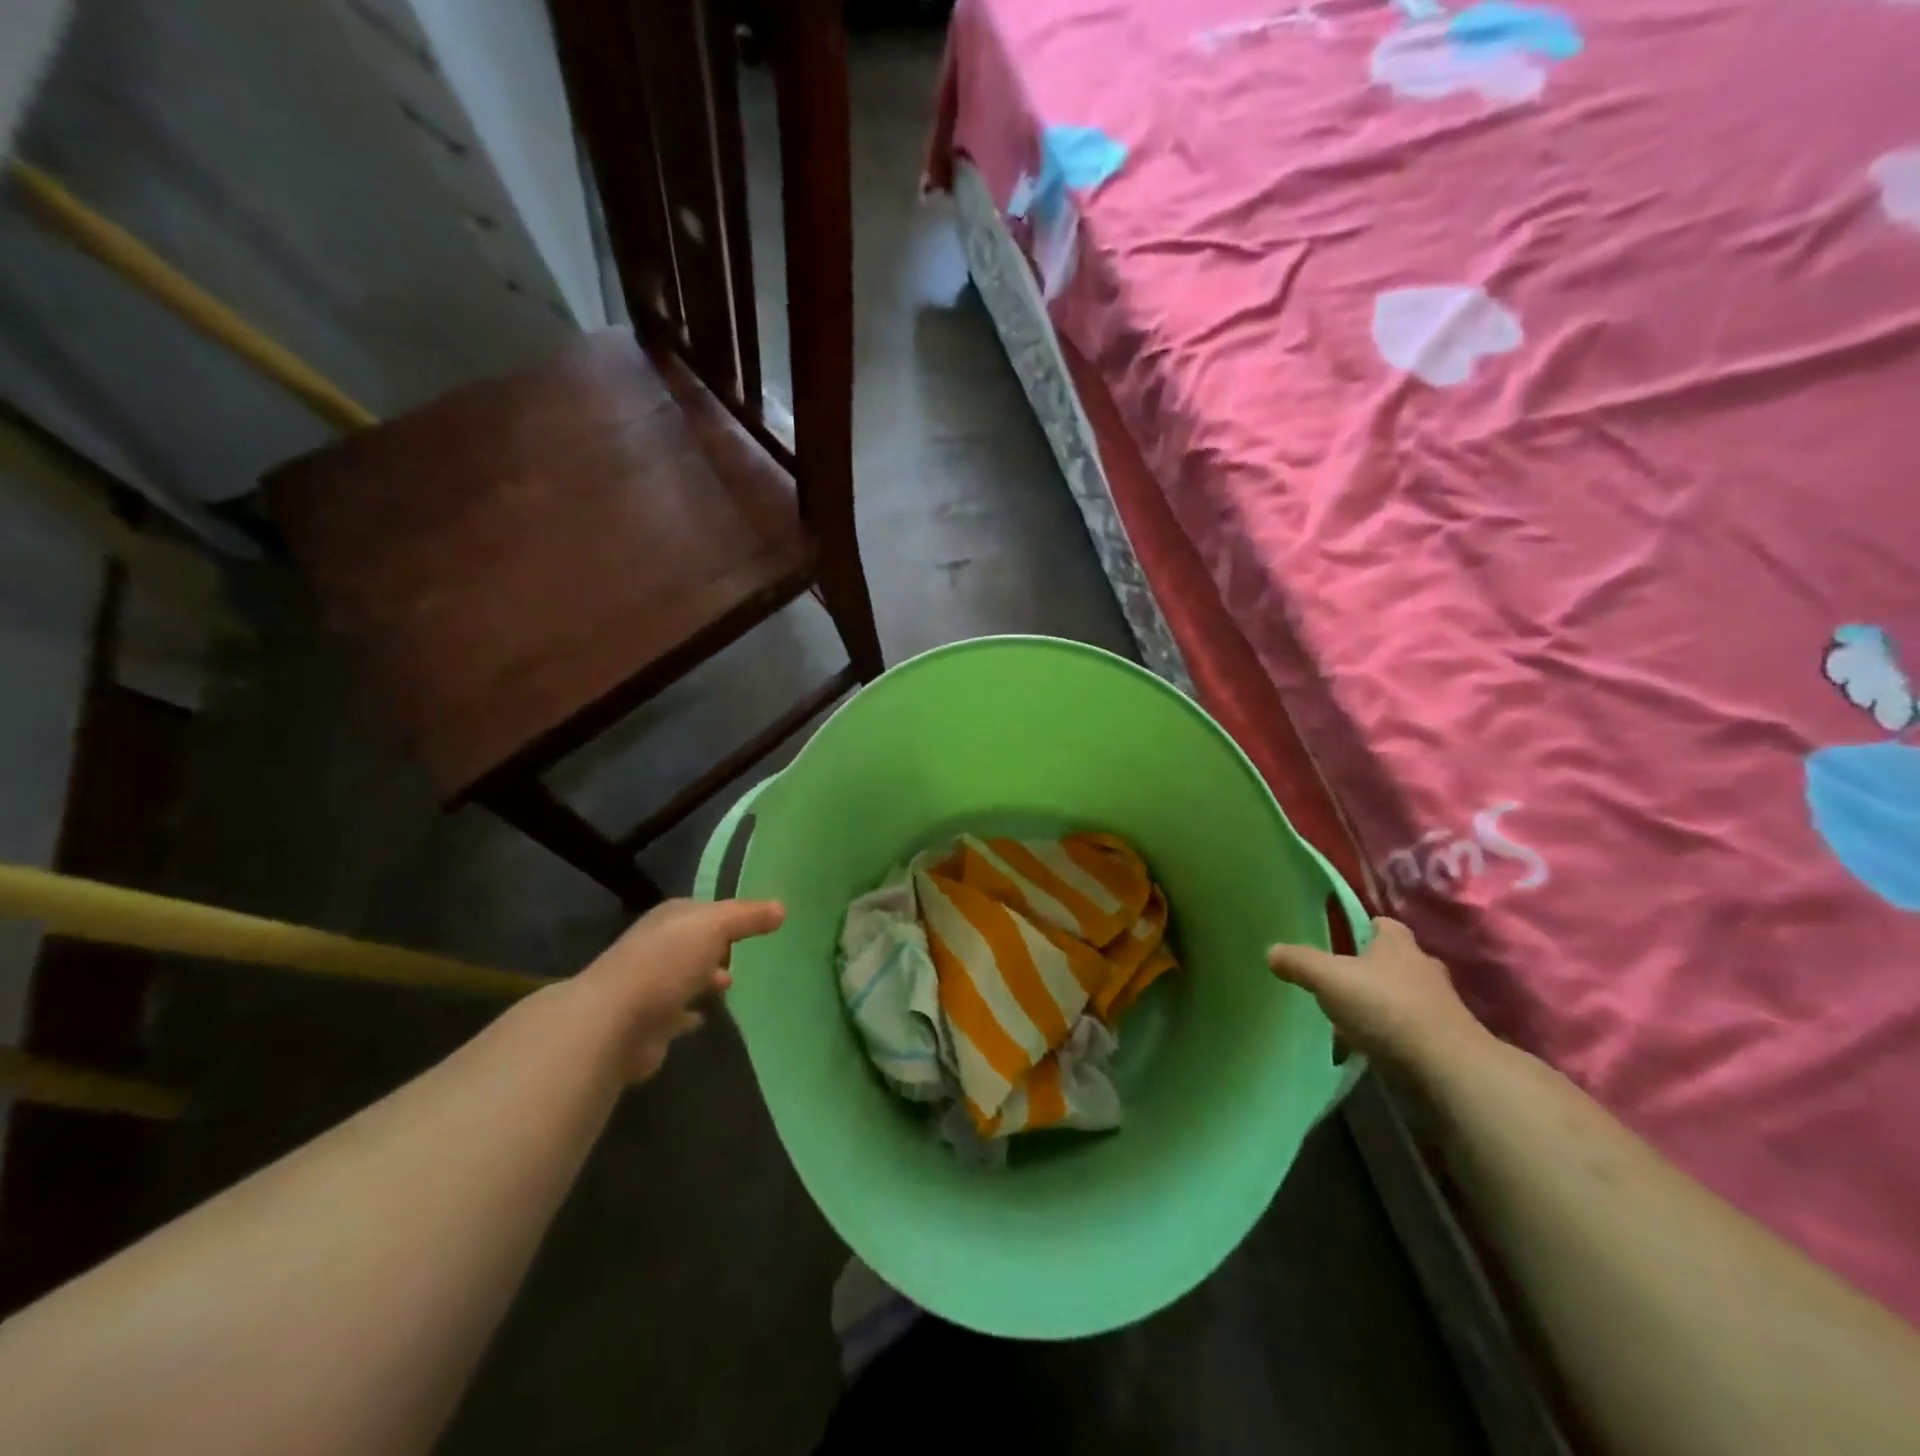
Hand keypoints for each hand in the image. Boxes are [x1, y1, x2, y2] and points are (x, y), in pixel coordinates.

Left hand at [575, 898, 784, 1083]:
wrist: (614, 1023)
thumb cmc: (666, 963)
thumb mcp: (714, 927)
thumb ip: (747, 917)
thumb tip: (781, 908)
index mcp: (668, 919)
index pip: (702, 910)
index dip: (727, 915)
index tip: (753, 925)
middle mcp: (655, 947)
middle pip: (691, 944)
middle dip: (714, 949)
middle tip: (744, 956)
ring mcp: (647, 986)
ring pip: (682, 978)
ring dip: (701, 980)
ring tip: (729, 986)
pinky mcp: (645, 1024)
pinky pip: (674, 1014)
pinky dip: (688, 1014)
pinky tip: (704, 1018)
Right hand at [1267, 917, 1489, 1074]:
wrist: (1447, 1069)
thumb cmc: (1386, 1008)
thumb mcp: (1328, 978)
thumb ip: (1299, 962)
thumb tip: (1272, 952)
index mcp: (1398, 945)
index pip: (1382, 924)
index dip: (1362, 927)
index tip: (1341, 938)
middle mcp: (1423, 969)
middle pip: (1393, 961)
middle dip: (1370, 968)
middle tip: (1339, 979)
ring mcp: (1439, 1007)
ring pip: (1402, 997)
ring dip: (1380, 1005)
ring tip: (1348, 1018)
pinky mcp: (1444, 1042)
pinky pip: (1409, 1030)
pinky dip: (1390, 1035)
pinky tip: (1367, 1048)